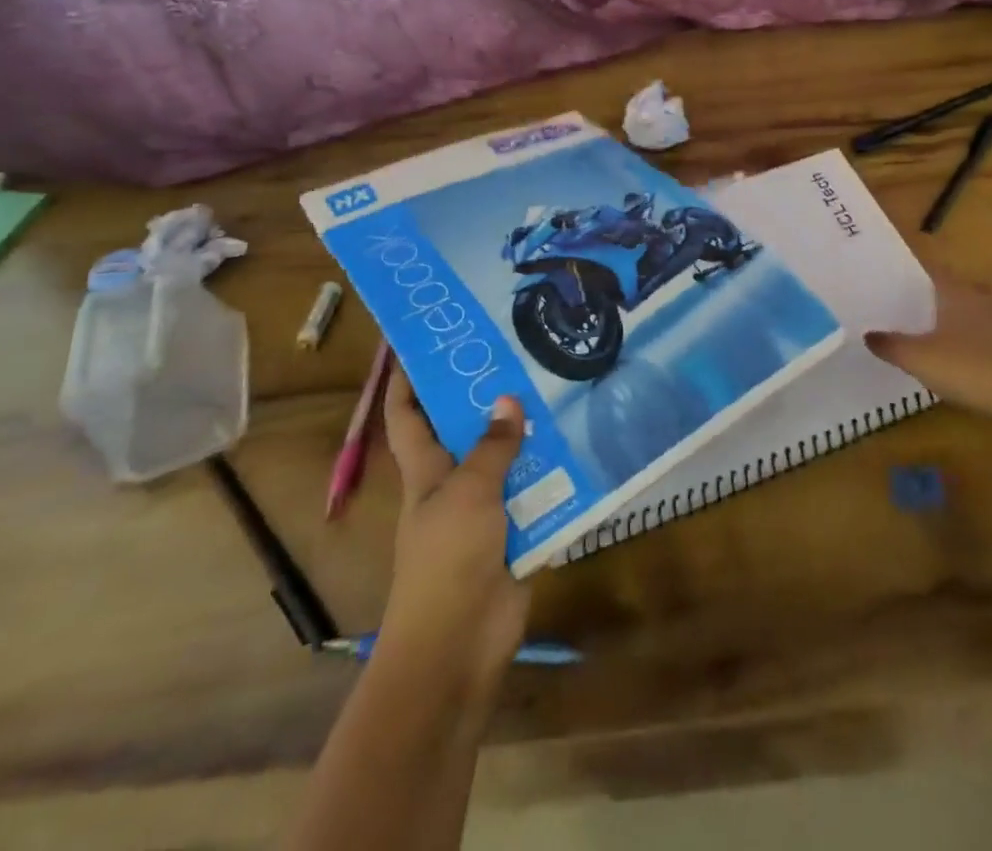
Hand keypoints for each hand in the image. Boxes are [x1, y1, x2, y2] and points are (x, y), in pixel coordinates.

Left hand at [379, 373, 531, 699]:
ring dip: (530, 434)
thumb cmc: (447, 560)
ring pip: (508, 461)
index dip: (407, 382)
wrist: (458, 646)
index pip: (407, 417)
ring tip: (562, 390)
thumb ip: (492, 447)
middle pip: (466, 431)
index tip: (428, 345)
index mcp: (426, 470)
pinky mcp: (517, 533)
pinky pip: (538, 495)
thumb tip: (508, 399)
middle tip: (521, 355)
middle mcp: (454, 483)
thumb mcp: (468, 493)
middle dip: (488, 397)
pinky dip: (556, 476)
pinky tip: (584, 448)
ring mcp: (486, 510)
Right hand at [867, 275, 991, 424]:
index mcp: (957, 296)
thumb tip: (868, 334)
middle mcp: (988, 301)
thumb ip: (893, 346)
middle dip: (947, 303)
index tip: (904, 279)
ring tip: (960, 342)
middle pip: (964, 295)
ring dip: (977, 326)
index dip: (918, 274)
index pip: (934, 274)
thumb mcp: (921, 360)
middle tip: (928, 315)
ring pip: (991, 317)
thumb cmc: (972, 368)